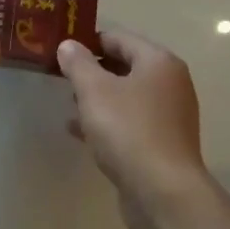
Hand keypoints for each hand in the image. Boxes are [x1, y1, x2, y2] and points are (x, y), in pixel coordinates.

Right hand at [58, 29, 207, 228]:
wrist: (162, 191)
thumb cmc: (128, 130)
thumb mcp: (94, 91)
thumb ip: (78, 63)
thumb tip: (69, 45)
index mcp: (159, 63)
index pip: (119, 38)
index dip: (88, 40)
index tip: (59, 49)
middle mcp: (170, 83)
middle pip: (124, 66)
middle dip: (91, 70)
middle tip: (59, 76)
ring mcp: (168, 115)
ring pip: (125, 95)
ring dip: (97, 97)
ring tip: (67, 103)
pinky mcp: (161, 142)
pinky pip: (129, 121)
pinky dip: (106, 120)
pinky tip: (79, 130)